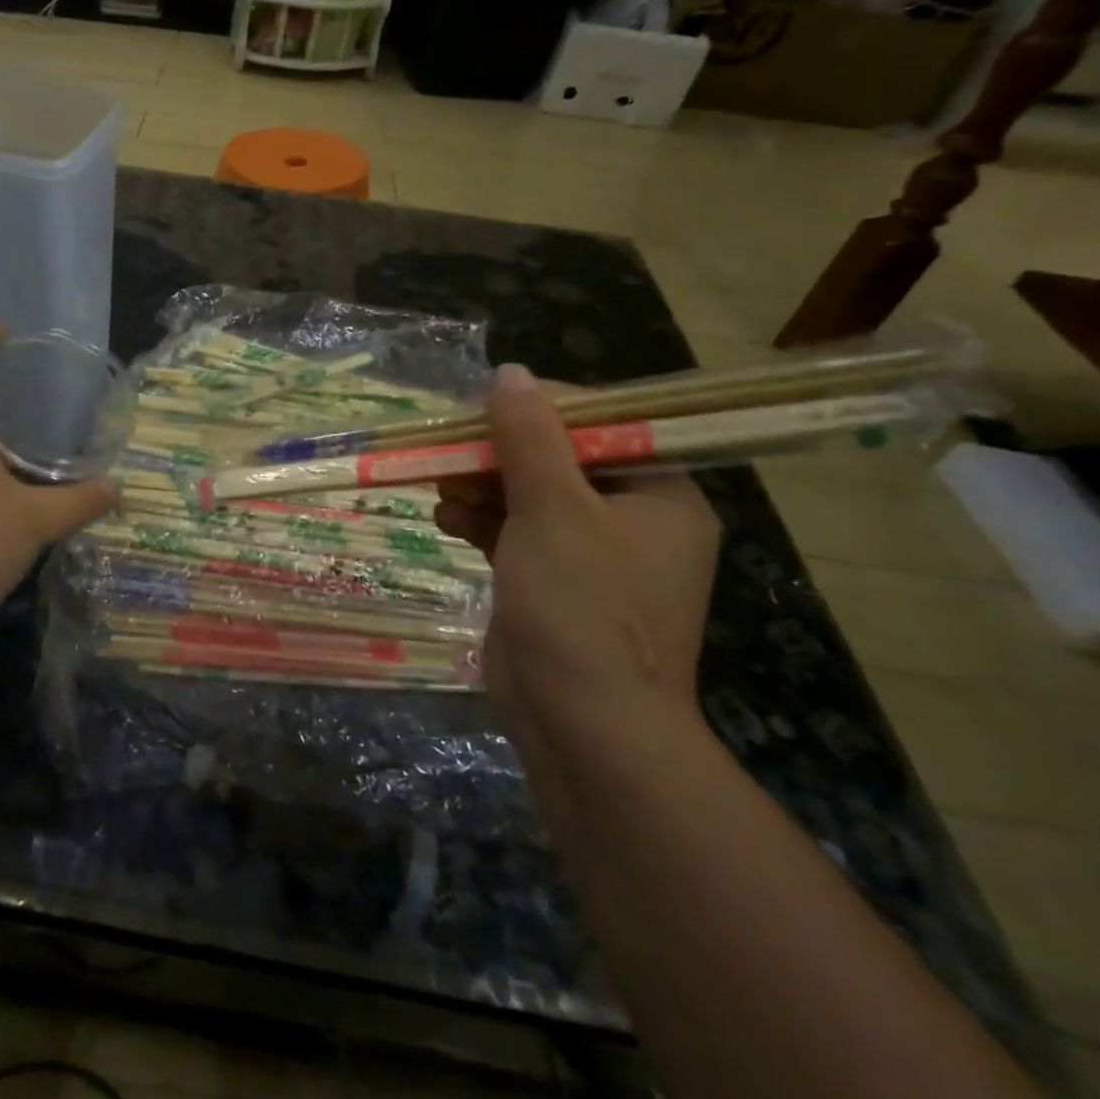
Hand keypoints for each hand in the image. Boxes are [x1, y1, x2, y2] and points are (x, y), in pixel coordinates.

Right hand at [434, 364, 721, 732]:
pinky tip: (446, 521)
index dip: (539, 409)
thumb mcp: (553, 510)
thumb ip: (529, 438)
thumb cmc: (581, 607)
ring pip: (529, 496)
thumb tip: (509, 372)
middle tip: (451, 451)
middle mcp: (632, 519)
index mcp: (659, 494)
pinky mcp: (554, 582)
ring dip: (482, 488)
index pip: (600, 424)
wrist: (582, 726)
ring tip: (441, 488)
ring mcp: (592, 555)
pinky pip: (516, 533)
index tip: (483, 409)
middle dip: (499, 454)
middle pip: (557, 459)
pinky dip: (482, 523)